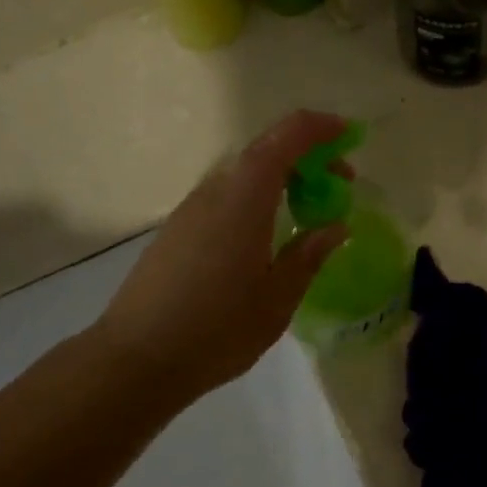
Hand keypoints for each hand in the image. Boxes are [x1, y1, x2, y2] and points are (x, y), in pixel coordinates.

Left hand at [94, 111, 350, 401]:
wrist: (136, 359)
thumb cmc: (217, 329)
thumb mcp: (278, 298)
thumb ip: (309, 255)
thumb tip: (335, 227)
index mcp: (244, 199)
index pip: (286, 137)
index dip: (320, 127)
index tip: (350, 137)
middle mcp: (214, 192)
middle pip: (265, 152)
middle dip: (308, 159)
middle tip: (338, 189)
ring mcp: (190, 210)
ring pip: (244, 176)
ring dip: (281, 182)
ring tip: (306, 216)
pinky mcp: (176, 231)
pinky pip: (225, 198)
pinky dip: (257, 201)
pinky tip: (266, 240)